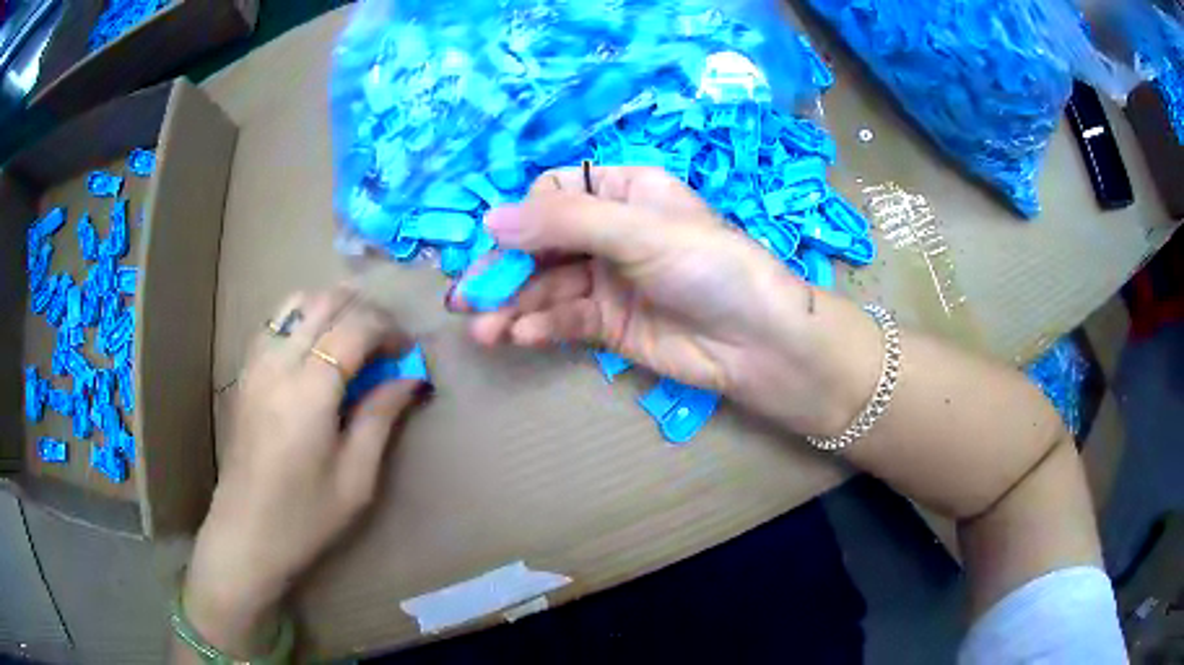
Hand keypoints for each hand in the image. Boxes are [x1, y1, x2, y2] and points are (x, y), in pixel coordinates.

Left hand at [183, 287, 424, 658]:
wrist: (246, 534)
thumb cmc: (306, 516)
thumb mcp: (357, 477)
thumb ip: (381, 417)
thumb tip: (410, 378)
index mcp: (310, 391)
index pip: (355, 327)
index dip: (389, 329)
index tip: (408, 352)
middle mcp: (278, 363)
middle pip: (325, 302)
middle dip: (365, 310)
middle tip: (388, 340)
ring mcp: (255, 363)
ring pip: (296, 302)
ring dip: (332, 305)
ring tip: (355, 333)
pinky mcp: (244, 372)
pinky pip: (276, 321)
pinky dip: (303, 316)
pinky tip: (316, 344)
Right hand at [451, 167, 876, 436]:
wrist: (759, 341)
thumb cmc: (709, 266)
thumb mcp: (640, 230)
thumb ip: (565, 222)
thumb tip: (491, 218)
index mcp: (623, 191)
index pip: (554, 193)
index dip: (524, 217)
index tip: (501, 243)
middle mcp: (610, 231)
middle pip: (541, 244)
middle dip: (504, 270)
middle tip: (464, 299)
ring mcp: (607, 279)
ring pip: (545, 286)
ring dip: (512, 305)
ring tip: (481, 329)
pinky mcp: (608, 323)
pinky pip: (563, 319)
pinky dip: (538, 327)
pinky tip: (517, 337)